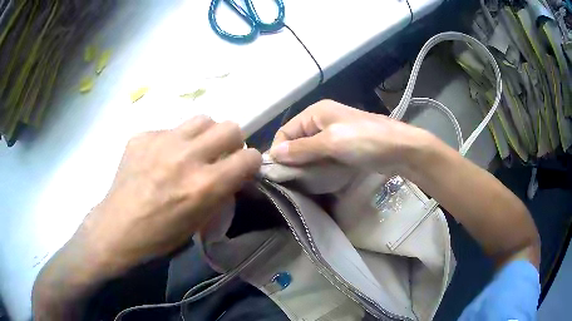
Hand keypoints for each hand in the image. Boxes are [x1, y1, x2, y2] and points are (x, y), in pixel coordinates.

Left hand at [78, 116, 261, 273]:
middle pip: (230, 127)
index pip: (248, 157)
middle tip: (219, 156)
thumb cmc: (159, 235)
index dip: (251, 163)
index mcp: (205, 185)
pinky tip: (160, 157)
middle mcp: (187, 157)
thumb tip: (231, 173)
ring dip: (205, 134)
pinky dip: (173, 141)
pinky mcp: (143, 135)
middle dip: (232, 142)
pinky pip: (170, 128)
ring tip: (192, 149)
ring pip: (203, 118)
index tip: (242, 168)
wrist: (117, 228)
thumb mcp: (199, 222)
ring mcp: (162, 141)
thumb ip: (220, 192)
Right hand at [270, 100, 432, 174]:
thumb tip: (273, 154)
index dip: (279, 150)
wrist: (400, 149)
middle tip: (290, 182)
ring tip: (303, 183)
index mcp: (316, 113)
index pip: (286, 131)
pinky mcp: (343, 147)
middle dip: (292, 160)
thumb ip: (301, 149)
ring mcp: (334, 134)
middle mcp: (322, 120)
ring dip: (305, 165)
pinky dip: (318, 167)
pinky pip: (322, 157)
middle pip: (297, 141)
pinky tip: (317, 179)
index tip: (277, 173)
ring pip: (309, 151)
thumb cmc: (365, 141)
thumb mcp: (331, 142)